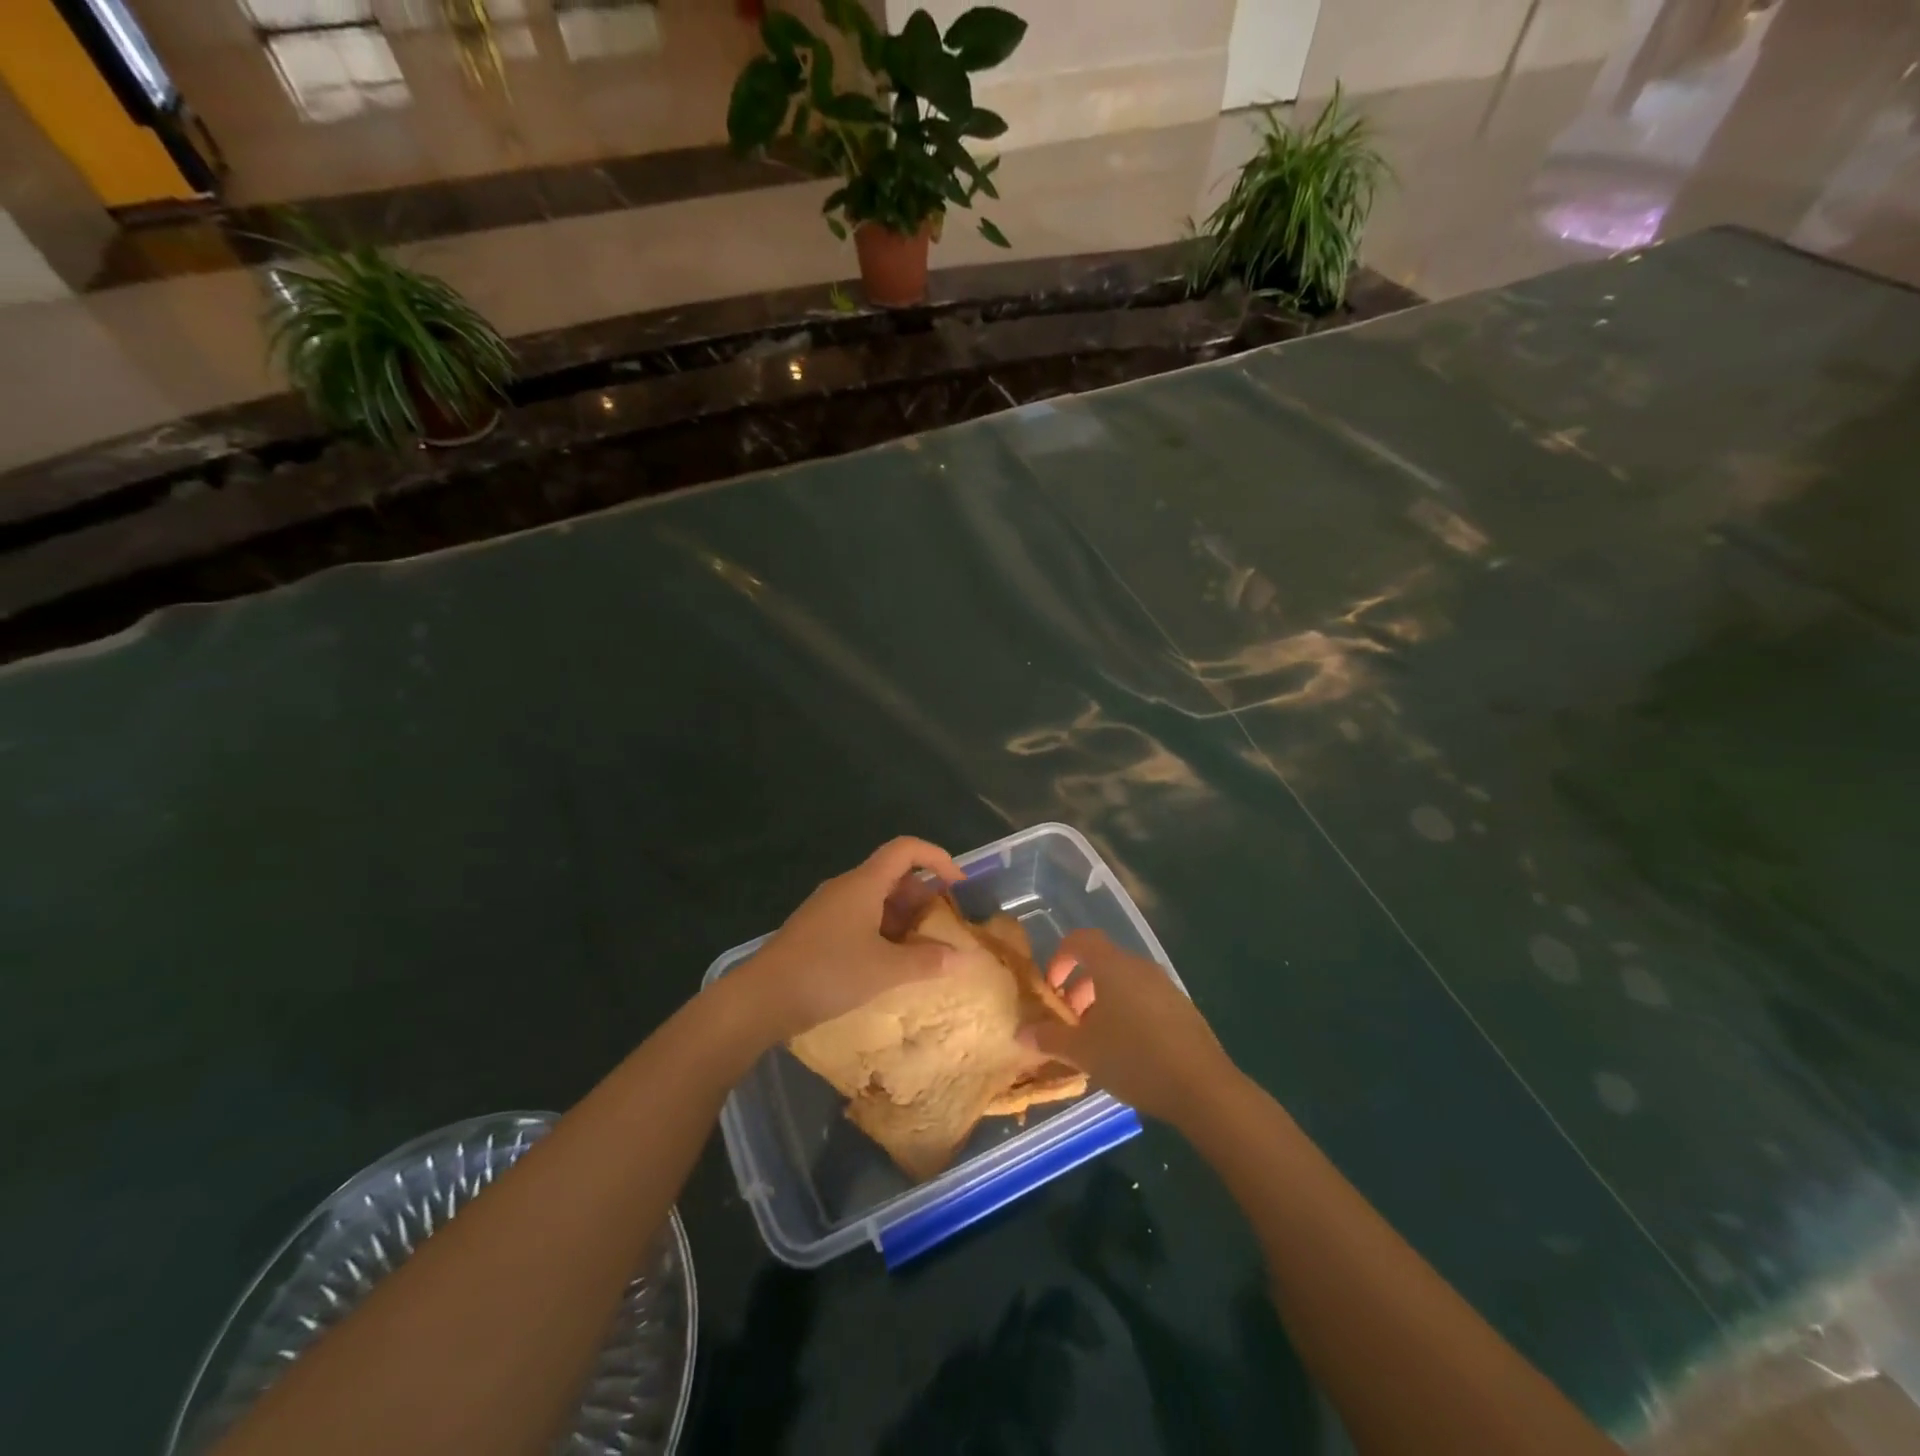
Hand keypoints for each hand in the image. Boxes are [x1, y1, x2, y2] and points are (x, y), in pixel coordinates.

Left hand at [739, 837, 965, 1042]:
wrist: (761, 998)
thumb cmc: (827, 973)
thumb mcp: (884, 971)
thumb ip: (927, 962)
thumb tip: (965, 958)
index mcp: (864, 883)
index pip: (906, 849)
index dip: (937, 858)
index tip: (958, 885)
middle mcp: (846, 887)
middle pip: (893, 875)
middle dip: (923, 897)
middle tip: (945, 927)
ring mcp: (828, 908)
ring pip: (876, 900)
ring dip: (903, 918)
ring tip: (923, 950)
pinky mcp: (817, 930)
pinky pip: (859, 918)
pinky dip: (882, 932)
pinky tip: (888, 963)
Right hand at [1020, 930, 1232, 1126]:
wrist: (1203, 1088)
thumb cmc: (1134, 1059)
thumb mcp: (1084, 1052)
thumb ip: (1050, 1038)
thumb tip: (1022, 1032)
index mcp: (1113, 966)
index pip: (1081, 940)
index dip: (1060, 957)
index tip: (1051, 988)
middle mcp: (1140, 967)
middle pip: (1102, 962)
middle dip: (1080, 987)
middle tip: (1070, 1021)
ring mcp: (1165, 986)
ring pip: (1124, 982)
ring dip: (1103, 1002)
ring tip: (1096, 1039)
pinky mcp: (1182, 1008)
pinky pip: (1145, 998)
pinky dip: (1128, 1012)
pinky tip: (1127, 1050)